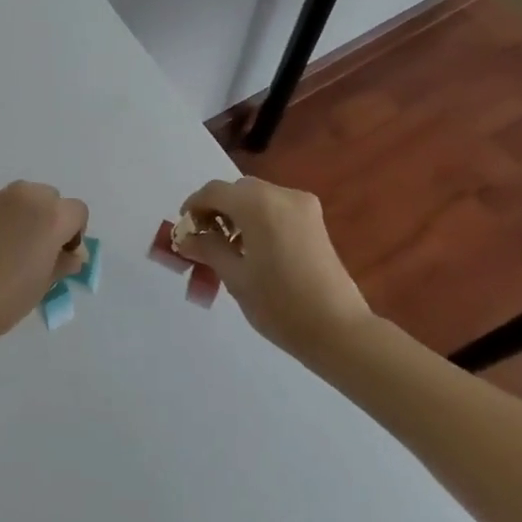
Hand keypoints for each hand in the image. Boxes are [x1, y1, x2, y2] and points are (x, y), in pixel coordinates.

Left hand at [0, 182, 89, 345]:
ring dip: (24, 217)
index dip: (74, 234)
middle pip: (49, 198)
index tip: (60, 257)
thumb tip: (73, 254)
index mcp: (50, 215)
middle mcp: (24, 196)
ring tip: (9, 251)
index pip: (77, 212)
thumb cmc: (1, 299)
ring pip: (21, 199)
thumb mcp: (42, 286)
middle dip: (49, 220)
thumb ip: (62, 263)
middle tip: (37, 253)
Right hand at [170, 177, 378, 357]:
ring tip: (227, 249)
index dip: (193, 206)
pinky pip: (276, 208)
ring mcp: (303, 207)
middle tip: (203, 240)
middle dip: (216, 210)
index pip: (214, 192)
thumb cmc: (279, 304)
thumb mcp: (235, 277)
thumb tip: (187, 238)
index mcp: (258, 205)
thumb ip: (208, 249)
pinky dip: (258, 219)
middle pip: (237, 191)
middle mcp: (282, 195)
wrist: (338, 330)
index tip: (183, 230)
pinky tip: (253, 250)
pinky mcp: (315, 221)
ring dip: (237, 215)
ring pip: (257, 198)